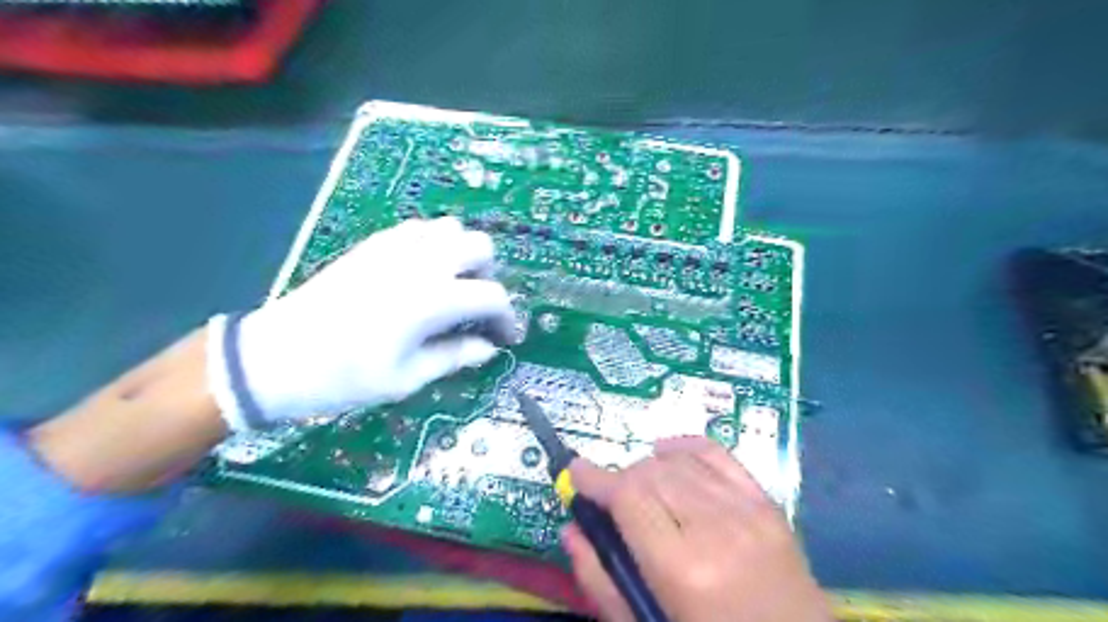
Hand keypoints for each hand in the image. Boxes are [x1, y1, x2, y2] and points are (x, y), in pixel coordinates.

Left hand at [212, 215, 514, 429]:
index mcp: (432, 299)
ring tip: (451, 286)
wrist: (276, 357)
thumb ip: (455, 356)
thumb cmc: (345, 376)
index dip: (506, 317)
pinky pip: (419, 228)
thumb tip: (489, 348)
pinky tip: (422, 272)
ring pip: (452, 228)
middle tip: (475, 307)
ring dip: (463, 254)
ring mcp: (395, 247)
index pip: (491, 295)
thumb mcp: (407, 378)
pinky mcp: (374, 244)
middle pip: (480, 246)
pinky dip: (434, 244)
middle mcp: (420, 263)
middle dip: (488, 275)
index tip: (503, 336)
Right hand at [567, 438, 826, 620]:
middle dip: (621, 480)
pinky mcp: (768, 505)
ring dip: (649, 468)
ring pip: (679, 462)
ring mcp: (747, 511)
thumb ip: (602, 581)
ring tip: (641, 490)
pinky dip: (686, 447)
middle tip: (611, 501)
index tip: (575, 471)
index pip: (628, 497)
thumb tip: (572, 529)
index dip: (595, 478)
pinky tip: (668, 453)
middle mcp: (715, 528)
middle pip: (651, 474)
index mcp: (682, 568)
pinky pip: (718, 455)